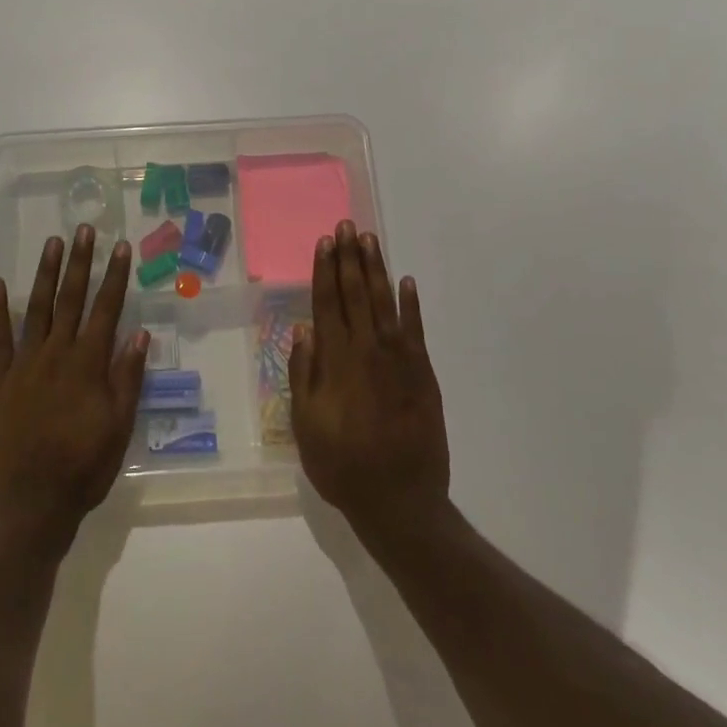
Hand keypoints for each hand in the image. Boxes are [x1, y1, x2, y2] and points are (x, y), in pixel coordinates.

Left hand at [0, 226, 147, 552]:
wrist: (30, 504)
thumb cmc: (83, 469)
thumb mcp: (119, 428)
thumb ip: (127, 379)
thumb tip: (139, 335)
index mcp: (88, 365)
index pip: (106, 310)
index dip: (114, 277)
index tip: (120, 247)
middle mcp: (56, 355)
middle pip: (71, 300)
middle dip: (79, 263)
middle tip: (84, 229)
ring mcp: (24, 365)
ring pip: (37, 309)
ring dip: (45, 274)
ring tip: (52, 243)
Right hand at [290, 222, 450, 541]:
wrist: (400, 500)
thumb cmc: (342, 465)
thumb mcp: (305, 425)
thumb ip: (304, 375)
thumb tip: (303, 331)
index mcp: (335, 361)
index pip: (327, 303)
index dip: (324, 270)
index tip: (324, 242)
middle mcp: (367, 350)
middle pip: (355, 293)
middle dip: (349, 258)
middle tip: (346, 226)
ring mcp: (399, 359)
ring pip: (384, 303)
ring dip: (375, 269)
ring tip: (369, 240)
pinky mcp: (423, 373)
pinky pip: (416, 329)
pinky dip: (411, 304)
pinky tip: (405, 282)